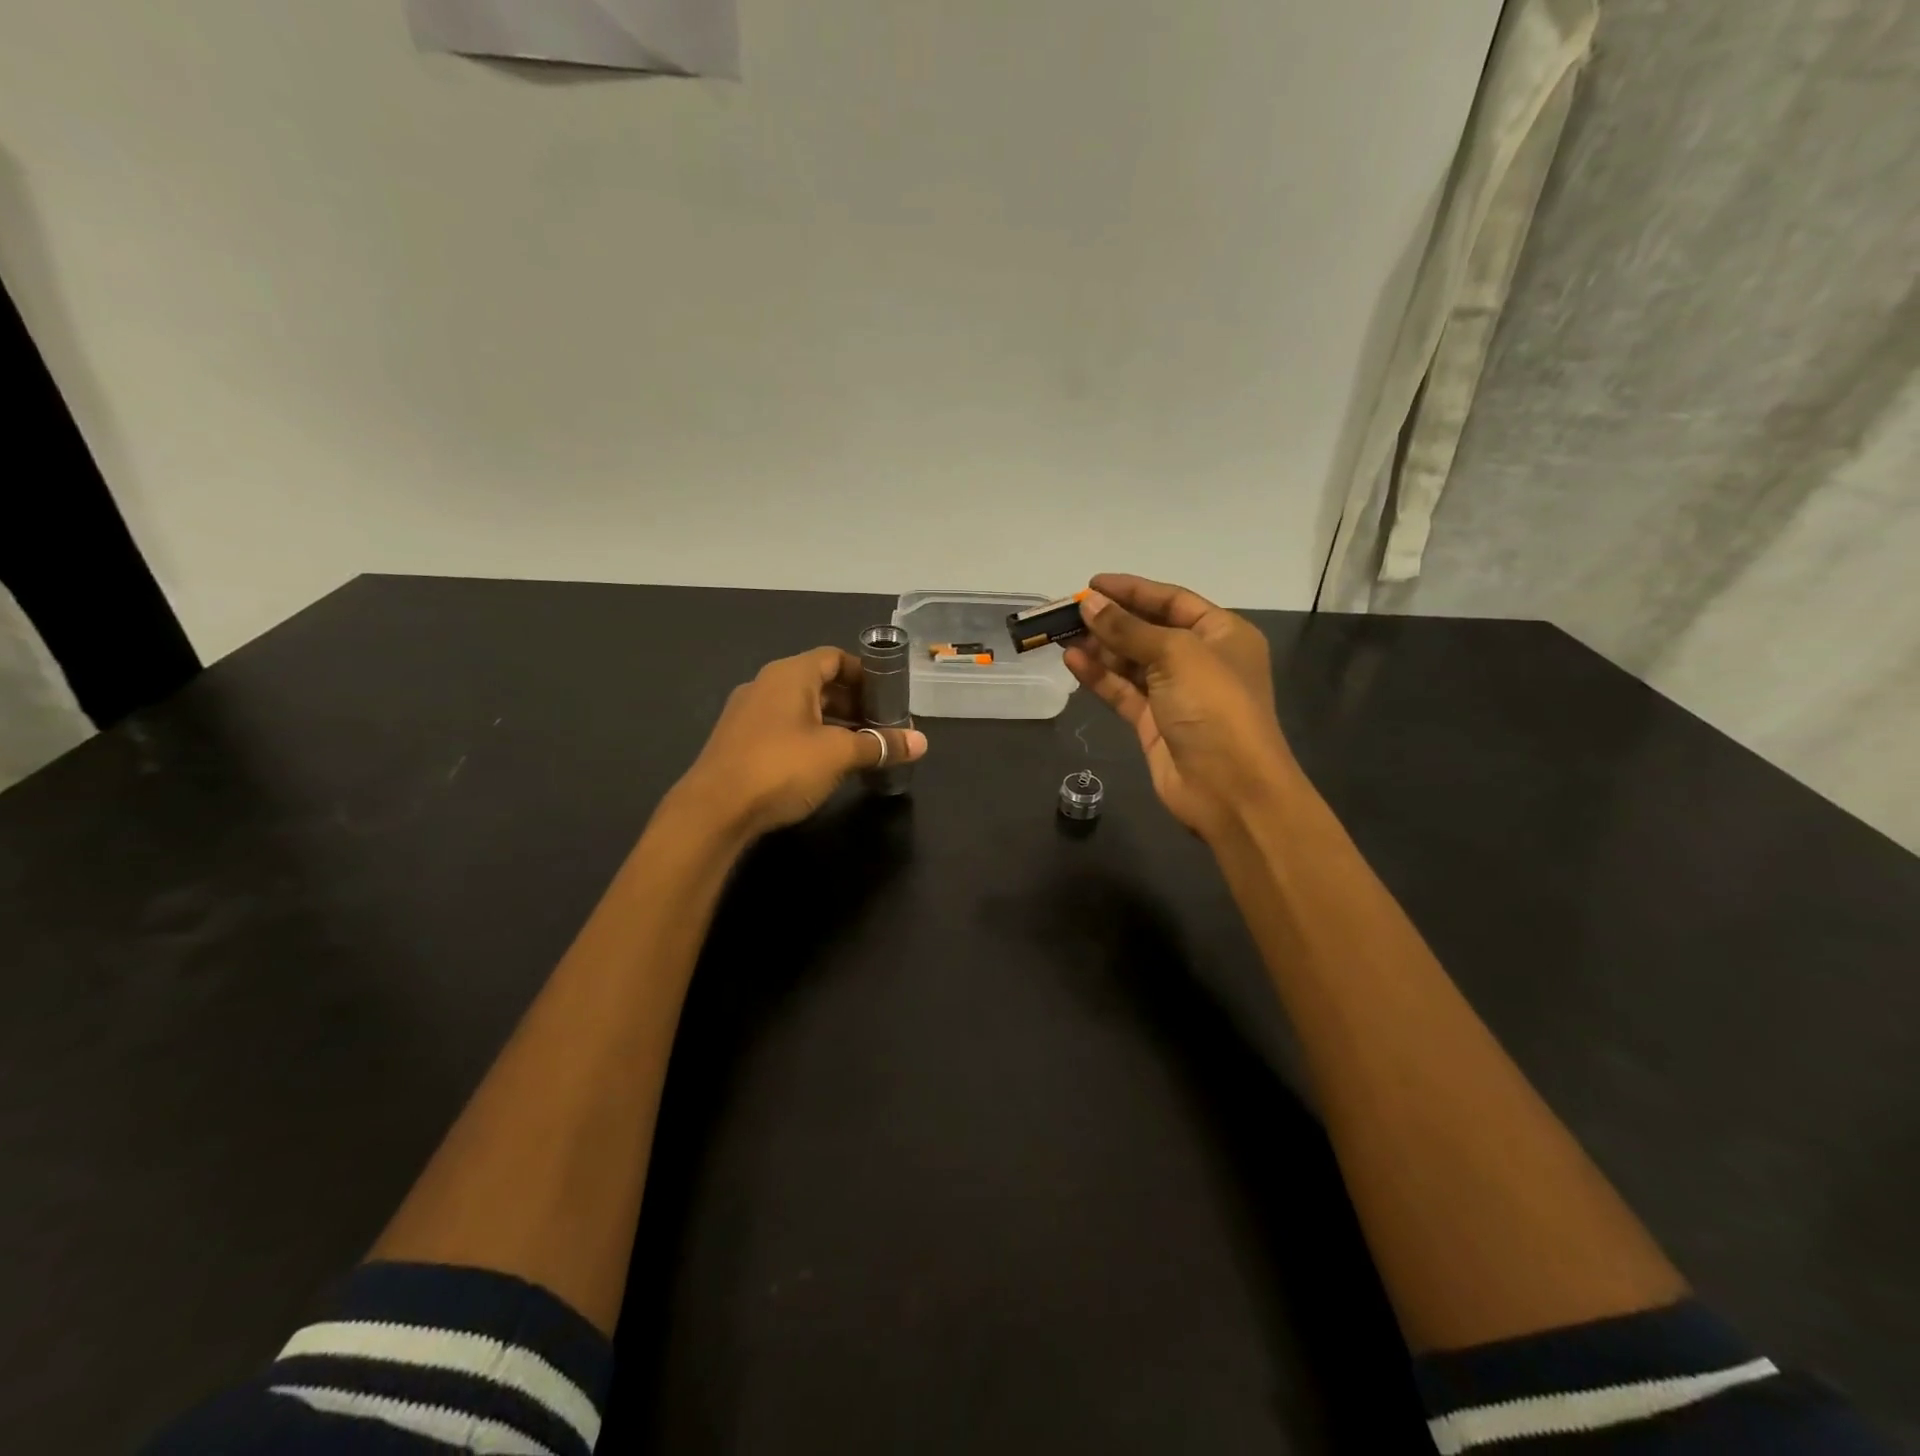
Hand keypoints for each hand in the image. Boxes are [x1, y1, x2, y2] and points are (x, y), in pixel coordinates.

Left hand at [672, 647, 928, 840]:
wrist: (714, 810)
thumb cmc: (781, 768)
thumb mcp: (839, 755)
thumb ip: (880, 745)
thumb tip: (921, 742)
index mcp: (790, 675)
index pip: (834, 657)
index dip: (864, 673)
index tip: (889, 695)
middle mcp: (766, 685)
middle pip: (818, 682)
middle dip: (853, 702)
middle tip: (881, 724)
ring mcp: (748, 713)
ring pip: (801, 708)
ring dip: (832, 722)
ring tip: (860, 746)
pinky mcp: (739, 741)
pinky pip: (784, 727)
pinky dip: (810, 737)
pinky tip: (825, 763)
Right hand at [1062, 574, 1296, 842]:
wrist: (1230, 788)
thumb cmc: (1214, 707)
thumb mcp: (1175, 655)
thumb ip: (1128, 630)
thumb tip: (1089, 604)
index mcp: (1222, 634)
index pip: (1172, 600)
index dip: (1132, 590)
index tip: (1092, 585)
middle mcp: (1200, 660)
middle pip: (1148, 630)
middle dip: (1110, 620)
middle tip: (1068, 612)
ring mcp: (1175, 693)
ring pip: (1131, 662)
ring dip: (1099, 647)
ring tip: (1061, 634)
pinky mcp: (1153, 723)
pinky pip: (1123, 691)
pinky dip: (1099, 677)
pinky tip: (1072, 661)